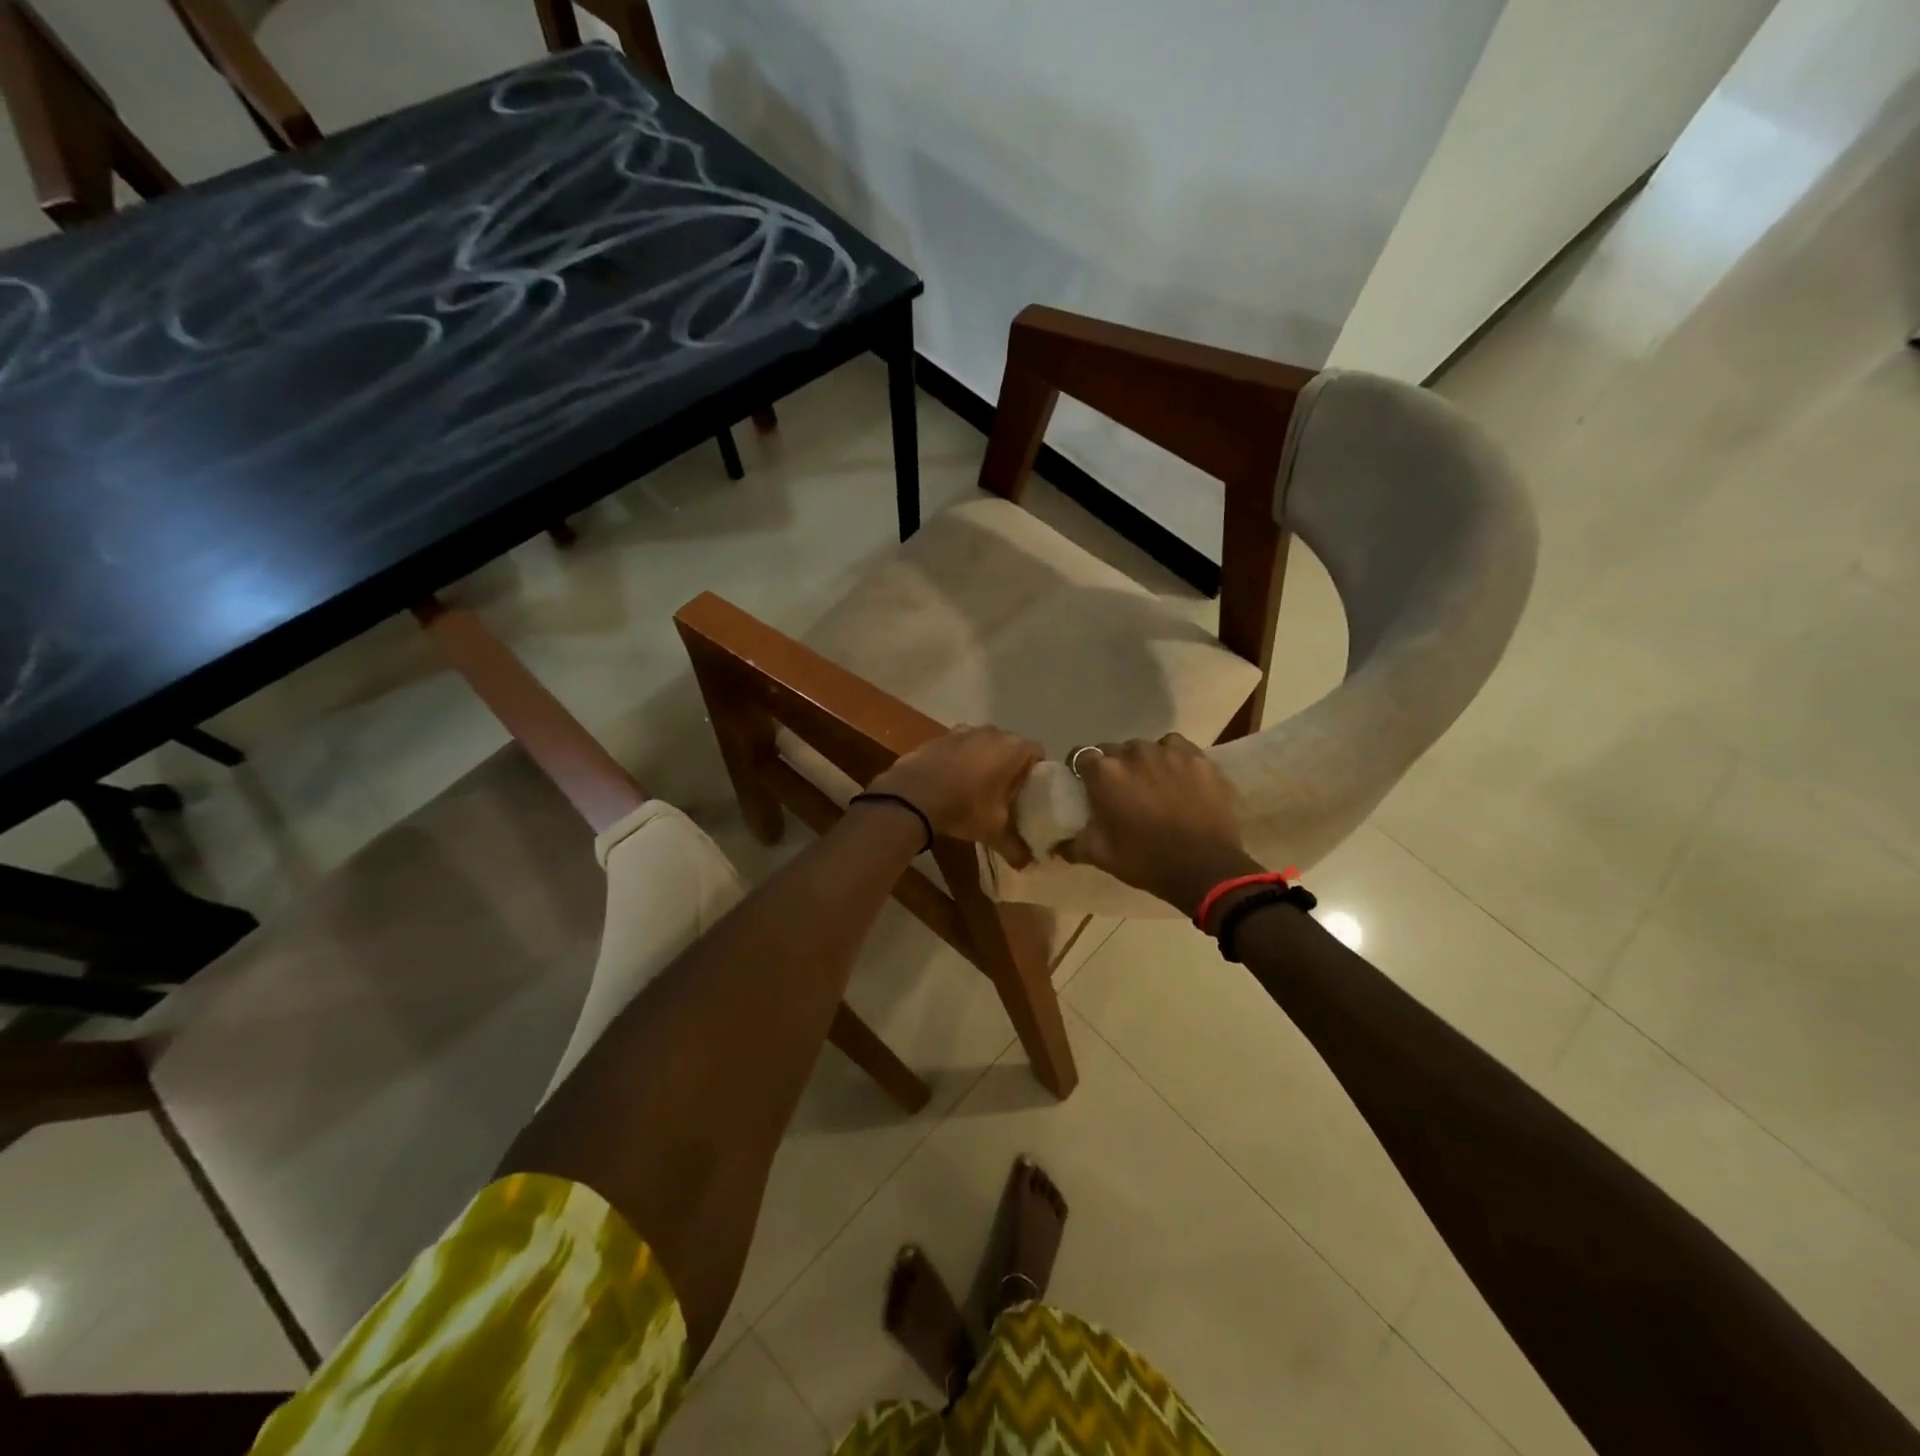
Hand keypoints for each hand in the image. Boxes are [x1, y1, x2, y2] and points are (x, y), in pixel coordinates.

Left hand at [867, 726, 1044, 866]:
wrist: (912, 795)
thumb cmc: (963, 807)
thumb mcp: (993, 831)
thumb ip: (1015, 847)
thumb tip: (1028, 866)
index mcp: (1013, 749)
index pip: (1037, 753)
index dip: (1036, 772)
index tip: (1029, 792)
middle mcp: (992, 732)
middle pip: (1010, 746)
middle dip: (1010, 766)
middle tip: (1007, 793)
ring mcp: (964, 731)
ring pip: (984, 744)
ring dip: (985, 760)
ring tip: (979, 786)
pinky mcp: (940, 736)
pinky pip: (960, 746)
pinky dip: (961, 758)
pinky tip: (952, 780)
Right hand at [1064, 734, 1261, 916]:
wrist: (1205, 869)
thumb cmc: (1146, 861)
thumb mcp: (1100, 856)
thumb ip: (1073, 844)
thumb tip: (1057, 844)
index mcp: (1105, 772)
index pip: (1081, 756)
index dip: (1081, 770)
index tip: (1086, 786)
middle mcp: (1133, 752)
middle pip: (1113, 750)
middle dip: (1113, 766)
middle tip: (1120, 790)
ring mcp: (1169, 752)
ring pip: (1146, 747)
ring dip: (1143, 761)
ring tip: (1151, 783)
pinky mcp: (1198, 758)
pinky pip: (1176, 748)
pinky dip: (1172, 758)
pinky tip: (1177, 776)